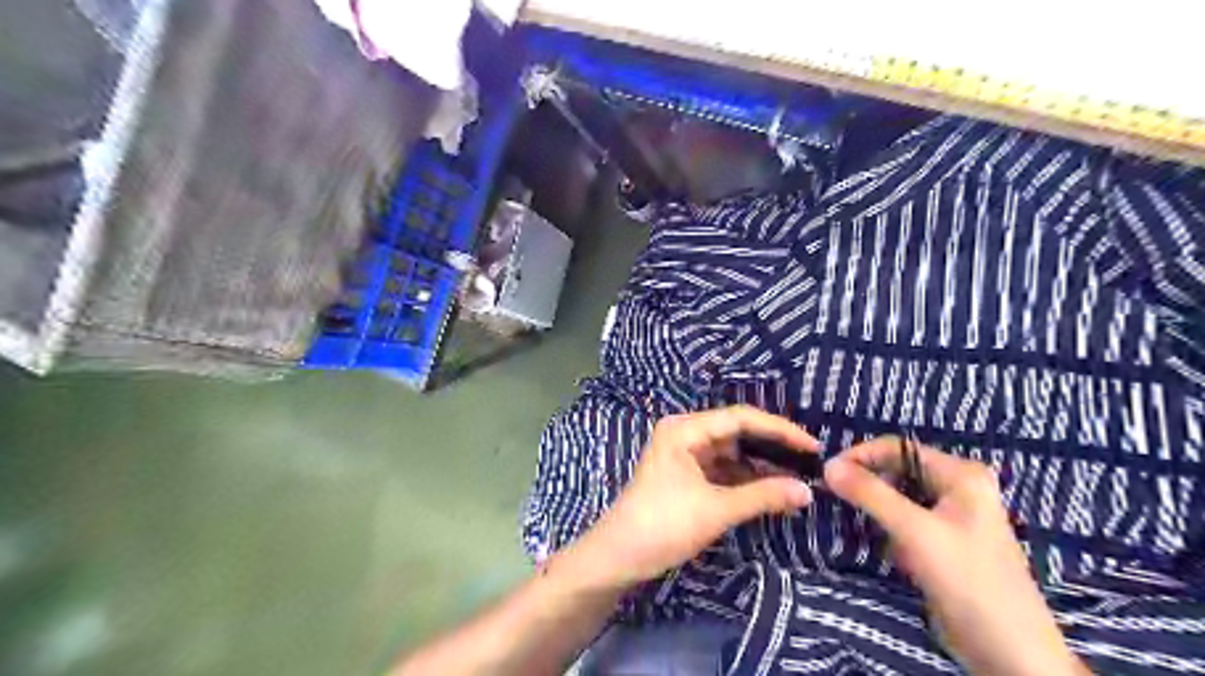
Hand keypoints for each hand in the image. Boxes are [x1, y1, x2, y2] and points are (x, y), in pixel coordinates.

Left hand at [558, 408, 817, 589]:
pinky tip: (771, 489)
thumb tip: (808, 491)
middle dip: (771, 448)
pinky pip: (723, 469)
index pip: (740, 418)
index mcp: (685, 429)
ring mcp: (685, 454)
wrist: (619, 556)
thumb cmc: (664, 524)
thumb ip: (763, 496)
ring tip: (798, 477)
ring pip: (732, 453)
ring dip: (760, 466)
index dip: (779, 429)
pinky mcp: (686, 475)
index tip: (812, 445)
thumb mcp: (717, 509)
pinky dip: (745, 479)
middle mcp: (685, 434)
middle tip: (810, 462)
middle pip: (737, 433)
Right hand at [826, 439, 1087, 675]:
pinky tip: (884, 546)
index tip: (828, 475)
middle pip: (897, 470)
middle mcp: (958, 487)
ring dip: (875, 507)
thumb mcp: (915, 532)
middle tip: (834, 497)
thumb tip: (827, 466)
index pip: (897, 448)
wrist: (1010, 654)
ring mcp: (952, 515)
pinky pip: (905, 520)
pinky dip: (888, 527)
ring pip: (898, 496)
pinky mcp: (944, 542)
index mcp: (961, 474)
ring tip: (855, 521)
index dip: (860, 456)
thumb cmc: (968, 582)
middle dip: (867, 482)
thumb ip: (870, 494)